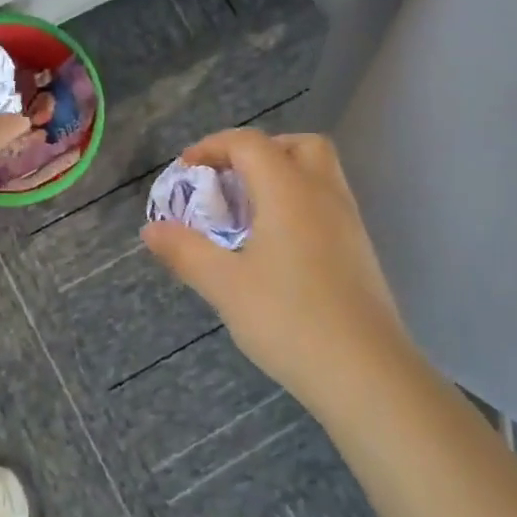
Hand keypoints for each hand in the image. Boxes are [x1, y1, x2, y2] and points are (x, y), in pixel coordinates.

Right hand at [142, 129, 404, 415]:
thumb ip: (186, 251)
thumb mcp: (225, 285)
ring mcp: (348, 221)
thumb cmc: (289, 319)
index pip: (249, 143)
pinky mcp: (359, 250)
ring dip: (281, 176)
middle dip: (258, 151)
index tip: (186, 169)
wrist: (365, 372)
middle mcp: (323, 194)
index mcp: (289, 191)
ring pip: (318, 173)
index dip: (213, 146)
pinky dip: (298, 203)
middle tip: (229, 180)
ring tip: (247, 213)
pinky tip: (276, 245)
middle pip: (297, 145)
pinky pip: (326, 203)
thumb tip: (151, 230)